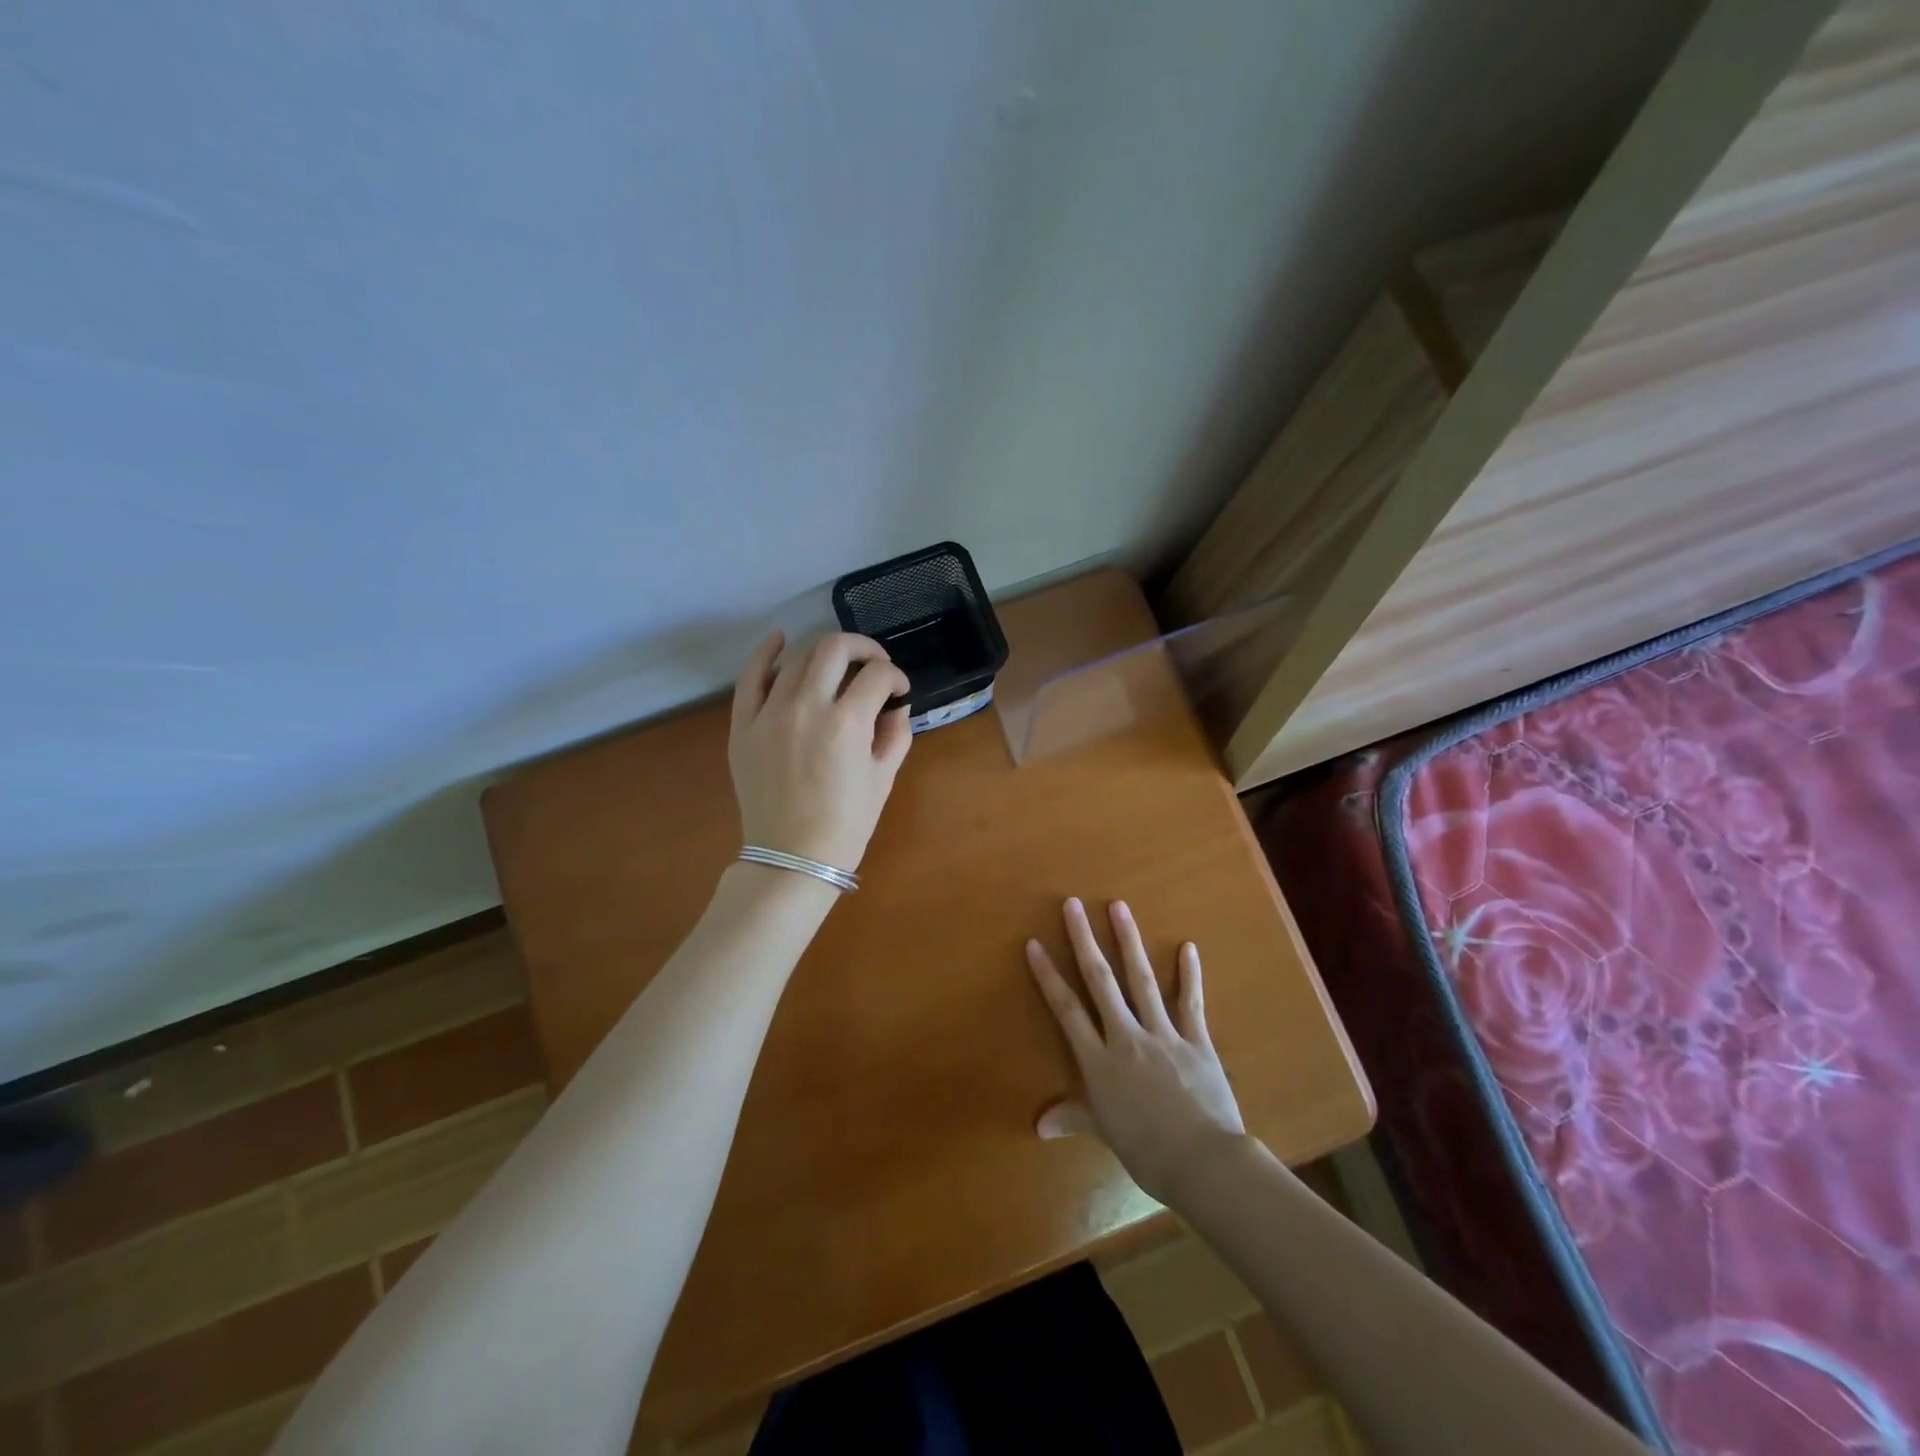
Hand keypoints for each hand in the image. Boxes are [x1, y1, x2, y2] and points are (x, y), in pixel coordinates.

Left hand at [729, 631, 912, 870]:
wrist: (791, 858)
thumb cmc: (846, 824)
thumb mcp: (884, 779)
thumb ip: (896, 734)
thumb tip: (896, 706)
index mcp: (847, 723)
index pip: (877, 676)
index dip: (895, 677)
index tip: (898, 690)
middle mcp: (807, 707)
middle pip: (835, 649)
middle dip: (862, 649)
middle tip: (872, 665)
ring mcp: (769, 713)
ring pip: (797, 659)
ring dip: (823, 656)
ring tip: (835, 668)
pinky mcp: (743, 725)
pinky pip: (750, 677)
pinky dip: (765, 653)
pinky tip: (779, 640)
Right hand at [1026, 897, 1245, 1205]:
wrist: (1204, 1164)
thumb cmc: (1147, 1152)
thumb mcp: (1105, 1133)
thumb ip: (1073, 1118)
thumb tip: (1039, 1126)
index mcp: (1099, 1061)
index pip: (1067, 1010)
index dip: (1049, 976)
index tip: (1035, 944)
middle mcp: (1126, 1038)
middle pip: (1100, 981)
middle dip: (1084, 940)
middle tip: (1073, 904)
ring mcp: (1163, 1034)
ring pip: (1141, 979)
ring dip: (1129, 941)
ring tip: (1119, 907)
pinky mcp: (1196, 1040)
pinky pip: (1190, 1002)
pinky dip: (1190, 974)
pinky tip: (1188, 946)